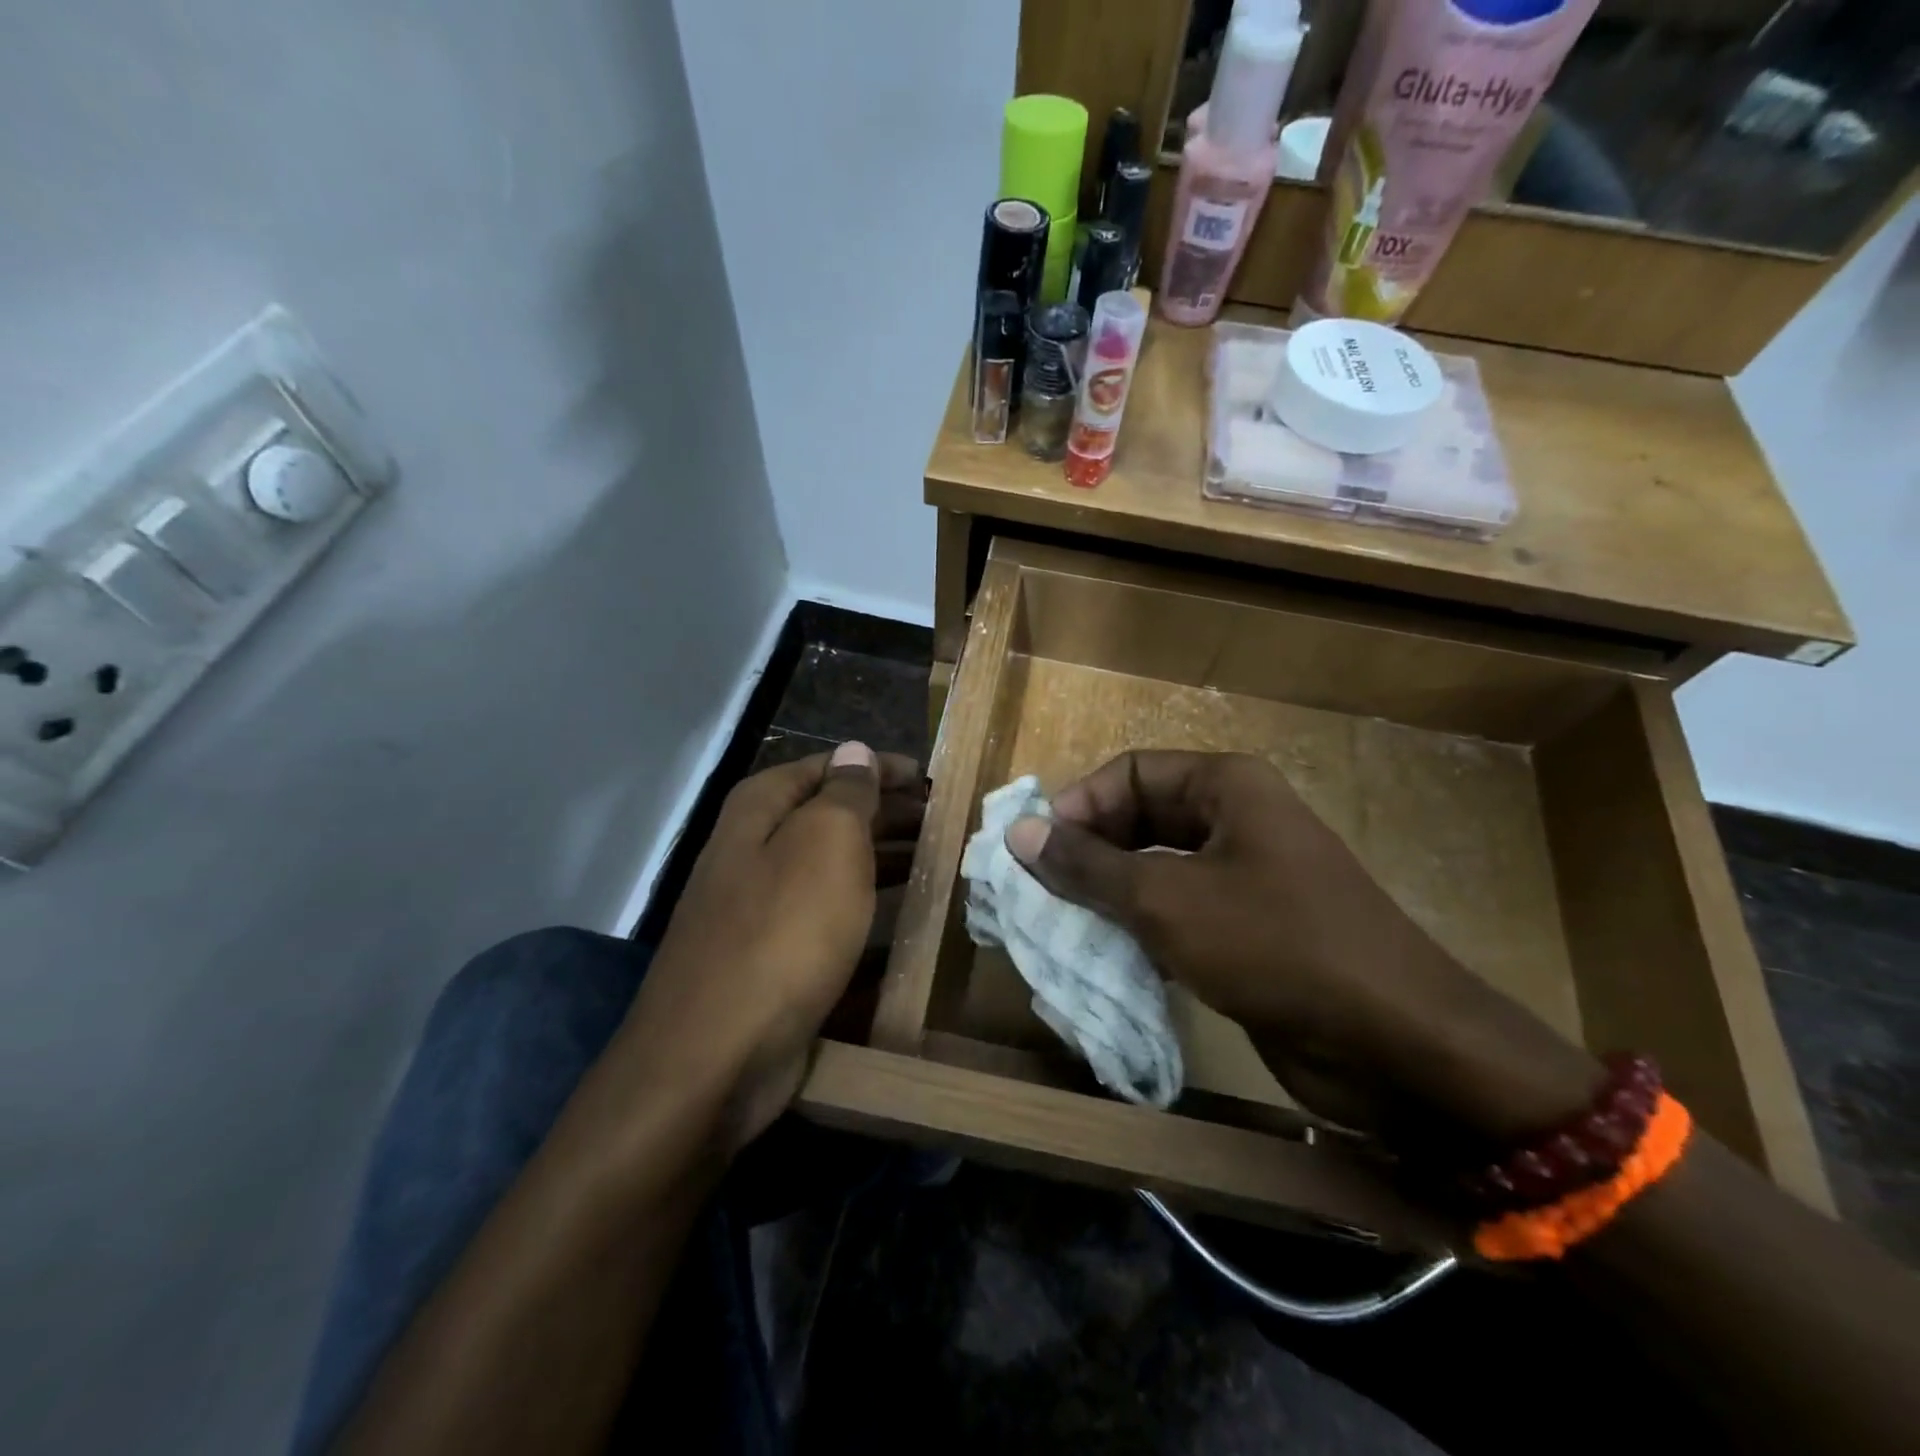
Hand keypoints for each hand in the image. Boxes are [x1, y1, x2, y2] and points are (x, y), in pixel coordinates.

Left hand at [618, 743, 923, 1156]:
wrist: (715, 1056)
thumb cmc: (782, 933)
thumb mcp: (825, 844)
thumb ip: (846, 793)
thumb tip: (856, 751)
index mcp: (761, 809)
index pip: (829, 766)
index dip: (879, 767)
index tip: (930, 778)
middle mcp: (753, 848)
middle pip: (830, 814)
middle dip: (887, 812)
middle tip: (943, 820)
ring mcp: (759, 905)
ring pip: (831, 864)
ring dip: (881, 856)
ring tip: (935, 859)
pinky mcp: (771, 954)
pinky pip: (827, 911)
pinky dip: (865, 903)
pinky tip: (900, 915)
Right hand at [1007, 751, 1599, 1143]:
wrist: (1395, 1043)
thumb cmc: (1274, 944)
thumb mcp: (1167, 898)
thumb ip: (1087, 866)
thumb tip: (1019, 833)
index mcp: (1225, 785)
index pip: (1128, 772)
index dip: (1078, 805)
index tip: (1036, 853)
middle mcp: (1235, 818)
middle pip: (1139, 817)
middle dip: (1089, 852)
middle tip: (1040, 893)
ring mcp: (1245, 876)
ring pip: (1155, 867)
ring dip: (1109, 894)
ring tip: (1061, 925)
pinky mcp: (1248, 929)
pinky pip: (1177, 911)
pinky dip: (1140, 927)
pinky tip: (1108, 956)